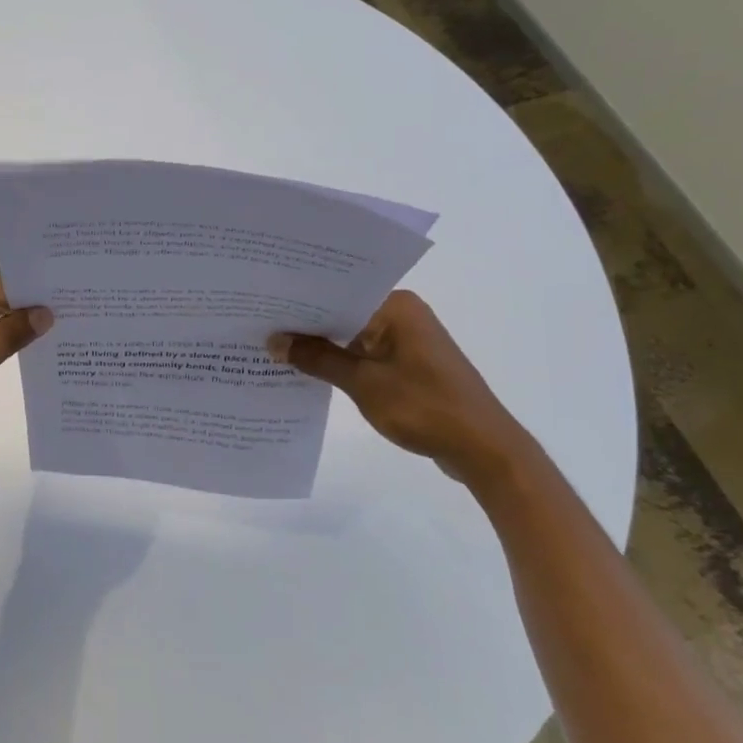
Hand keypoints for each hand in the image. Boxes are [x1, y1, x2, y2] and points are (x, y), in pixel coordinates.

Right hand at [268, 290, 535, 485]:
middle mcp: (403, 314)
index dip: (299, 302)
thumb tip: (275, 341)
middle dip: (306, 326)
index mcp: (396, 306)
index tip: (261, 307)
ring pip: (352, 336)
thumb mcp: (363, 383)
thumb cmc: (425, 408)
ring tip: (274, 350)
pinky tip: (309, 372)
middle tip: (258, 327)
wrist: (484, 450)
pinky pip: (365, 355)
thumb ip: (318, 359)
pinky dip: (341, 363)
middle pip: (343, 313)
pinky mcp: (409, 364)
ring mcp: (407, 340)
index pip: (337, 292)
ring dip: (322, 347)